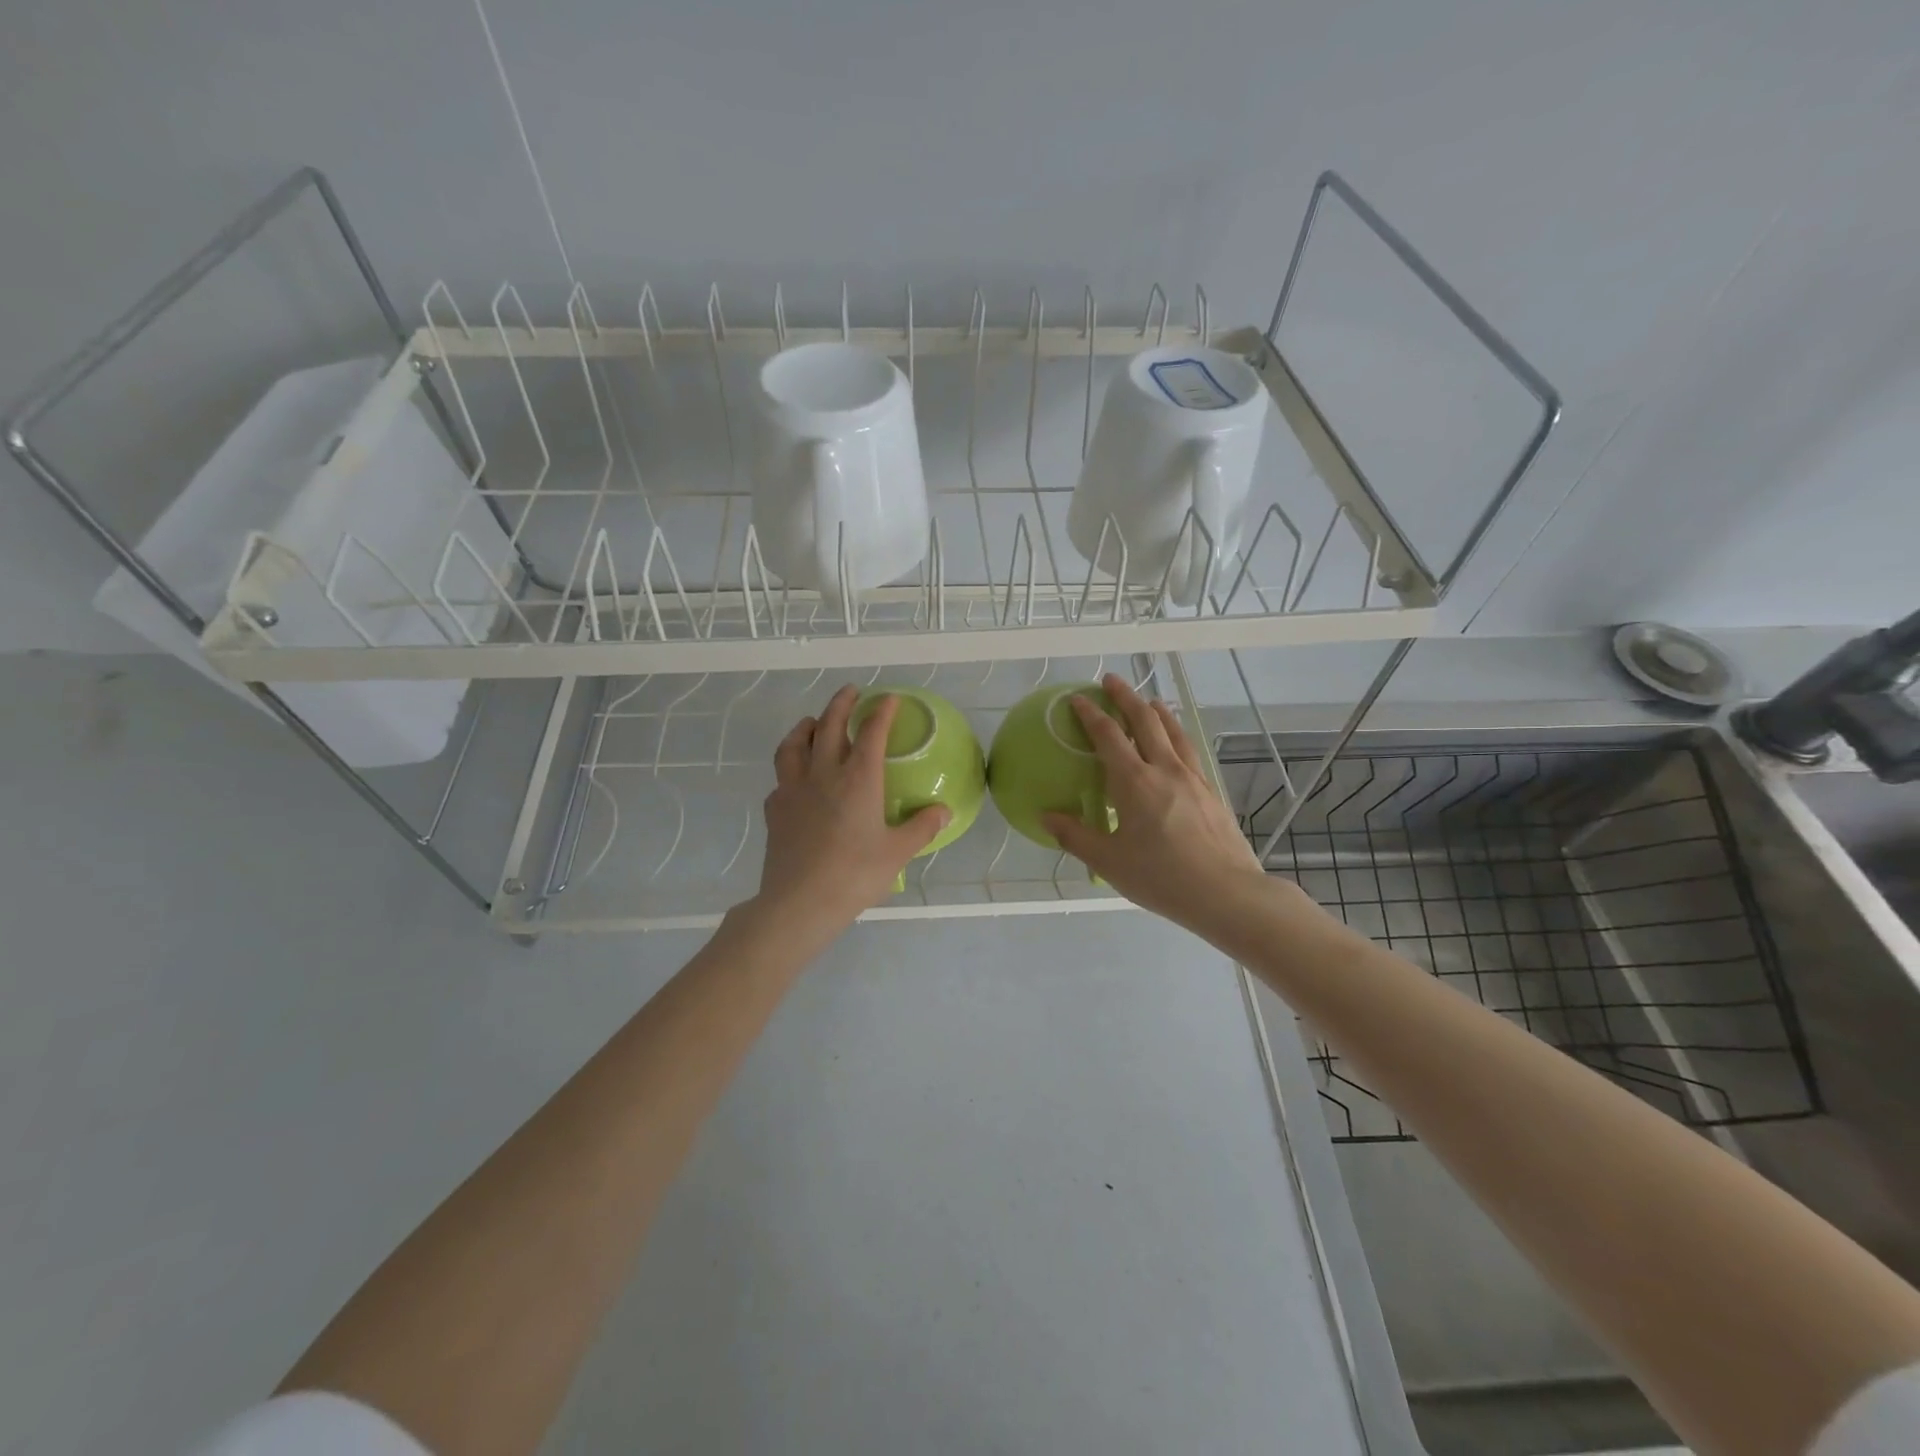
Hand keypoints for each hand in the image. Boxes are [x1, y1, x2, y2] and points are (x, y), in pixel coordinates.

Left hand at [751, 685, 950, 939]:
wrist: (800, 902)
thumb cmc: (854, 875)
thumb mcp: (897, 852)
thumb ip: (922, 828)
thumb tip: (944, 811)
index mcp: (858, 780)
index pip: (871, 733)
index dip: (881, 711)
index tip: (889, 698)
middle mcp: (823, 774)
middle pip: (829, 726)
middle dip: (841, 704)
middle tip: (850, 692)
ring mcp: (793, 789)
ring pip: (794, 744)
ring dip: (805, 727)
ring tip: (812, 722)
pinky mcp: (775, 809)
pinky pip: (781, 778)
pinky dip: (789, 768)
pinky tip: (795, 778)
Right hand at [1042, 673, 1272, 940]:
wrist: (1227, 893)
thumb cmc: (1162, 877)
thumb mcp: (1110, 862)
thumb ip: (1075, 836)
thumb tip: (1046, 816)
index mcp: (1135, 782)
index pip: (1108, 736)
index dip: (1090, 714)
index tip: (1077, 698)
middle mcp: (1165, 769)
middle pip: (1145, 720)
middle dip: (1126, 697)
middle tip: (1111, 681)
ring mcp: (1192, 777)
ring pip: (1173, 730)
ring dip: (1156, 710)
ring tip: (1148, 700)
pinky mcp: (1210, 790)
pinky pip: (1189, 749)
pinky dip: (1177, 733)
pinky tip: (1176, 742)